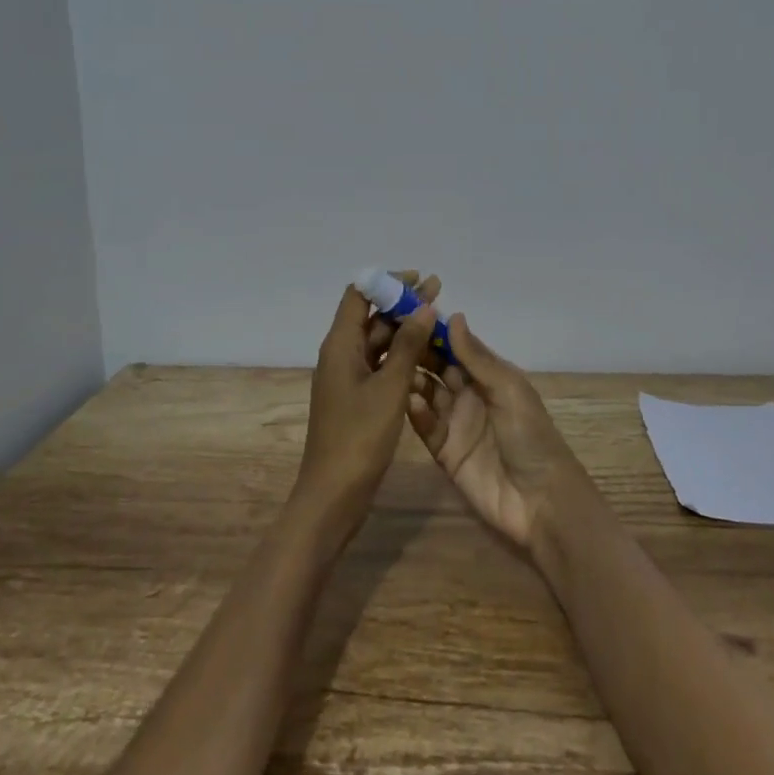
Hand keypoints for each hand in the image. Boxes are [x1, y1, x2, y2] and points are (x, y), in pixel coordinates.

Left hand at [294, 279, 439, 535]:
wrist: (334, 494)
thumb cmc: (360, 437)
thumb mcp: (390, 388)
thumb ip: (408, 345)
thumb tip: (424, 306)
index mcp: (339, 345)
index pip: (359, 295)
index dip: (386, 283)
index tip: (418, 279)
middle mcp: (340, 355)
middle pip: (370, 317)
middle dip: (402, 303)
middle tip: (438, 291)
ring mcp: (348, 378)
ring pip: (378, 342)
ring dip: (405, 329)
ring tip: (439, 319)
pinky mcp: (358, 398)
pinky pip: (380, 365)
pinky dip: (402, 355)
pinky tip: (428, 354)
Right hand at [406, 314, 589, 552]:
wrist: (539, 501)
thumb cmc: (531, 436)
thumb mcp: (509, 390)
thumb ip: (477, 358)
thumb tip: (453, 316)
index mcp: (490, 376)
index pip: (457, 346)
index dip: (435, 331)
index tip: (406, 312)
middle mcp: (470, 394)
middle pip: (437, 367)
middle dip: (416, 352)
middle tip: (388, 337)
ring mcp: (455, 423)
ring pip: (426, 394)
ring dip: (411, 380)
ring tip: (391, 367)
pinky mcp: (444, 451)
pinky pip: (424, 426)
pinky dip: (414, 412)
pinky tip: (405, 401)